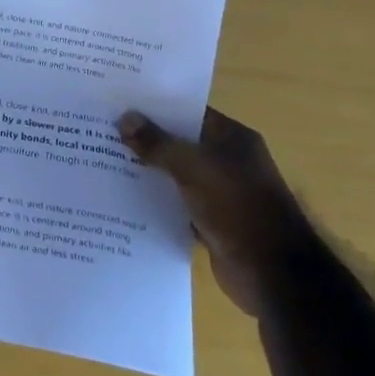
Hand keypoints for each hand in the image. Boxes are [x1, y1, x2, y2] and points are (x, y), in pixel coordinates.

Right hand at [118, 107, 313, 316]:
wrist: (272, 273)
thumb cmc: (236, 206)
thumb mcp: (192, 167)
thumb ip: (157, 143)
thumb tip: (124, 118)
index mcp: (232, 138)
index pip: (189, 112)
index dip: (156, 106)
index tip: (119, 102)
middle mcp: (228, 161)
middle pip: (180, 143)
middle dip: (146, 139)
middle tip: (103, 130)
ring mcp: (221, 193)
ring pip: (176, 175)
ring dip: (148, 172)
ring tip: (104, 161)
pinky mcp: (211, 222)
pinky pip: (177, 204)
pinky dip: (156, 202)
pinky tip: (123, 198)